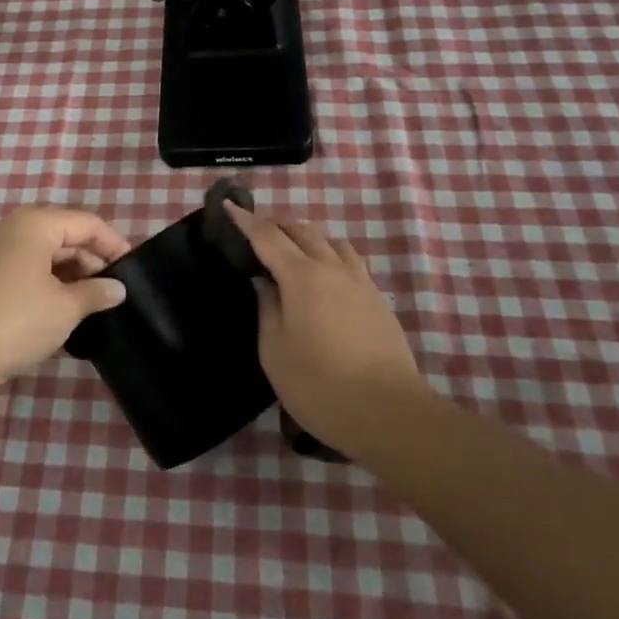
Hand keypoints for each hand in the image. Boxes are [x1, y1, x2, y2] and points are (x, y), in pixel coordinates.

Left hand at [0, 206, 131, 393]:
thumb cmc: (16, 321)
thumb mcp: (65, 309)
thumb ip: (95, 293)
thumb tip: (117, 288)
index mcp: (34, 223)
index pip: (85, 222)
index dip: (112, 243)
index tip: (131, 267)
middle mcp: (11, 227)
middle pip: (62, 232)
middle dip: (90, 258)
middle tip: (112, 288)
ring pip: (42, 251)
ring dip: (69, 271)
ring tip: (90, 300)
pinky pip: (24, 266)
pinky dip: (46, 280)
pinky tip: (59, 306)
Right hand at [225, 202, 424, 456]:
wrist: (389, 412)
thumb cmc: (320, 385)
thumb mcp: (275, 352)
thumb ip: (268, 309)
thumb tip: (266, 284)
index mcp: (302, 276)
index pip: (267, 236)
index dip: (246, 221)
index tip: (229, 206)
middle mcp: (332, 268)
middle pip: (302, 231)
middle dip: (277, 225)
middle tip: (257, 234)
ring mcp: (359, 282)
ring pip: (330, 241)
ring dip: (307, 237)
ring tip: (292, 251)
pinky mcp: (377, 299)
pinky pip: (349, 260)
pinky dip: (329, 254)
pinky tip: (325, 276)